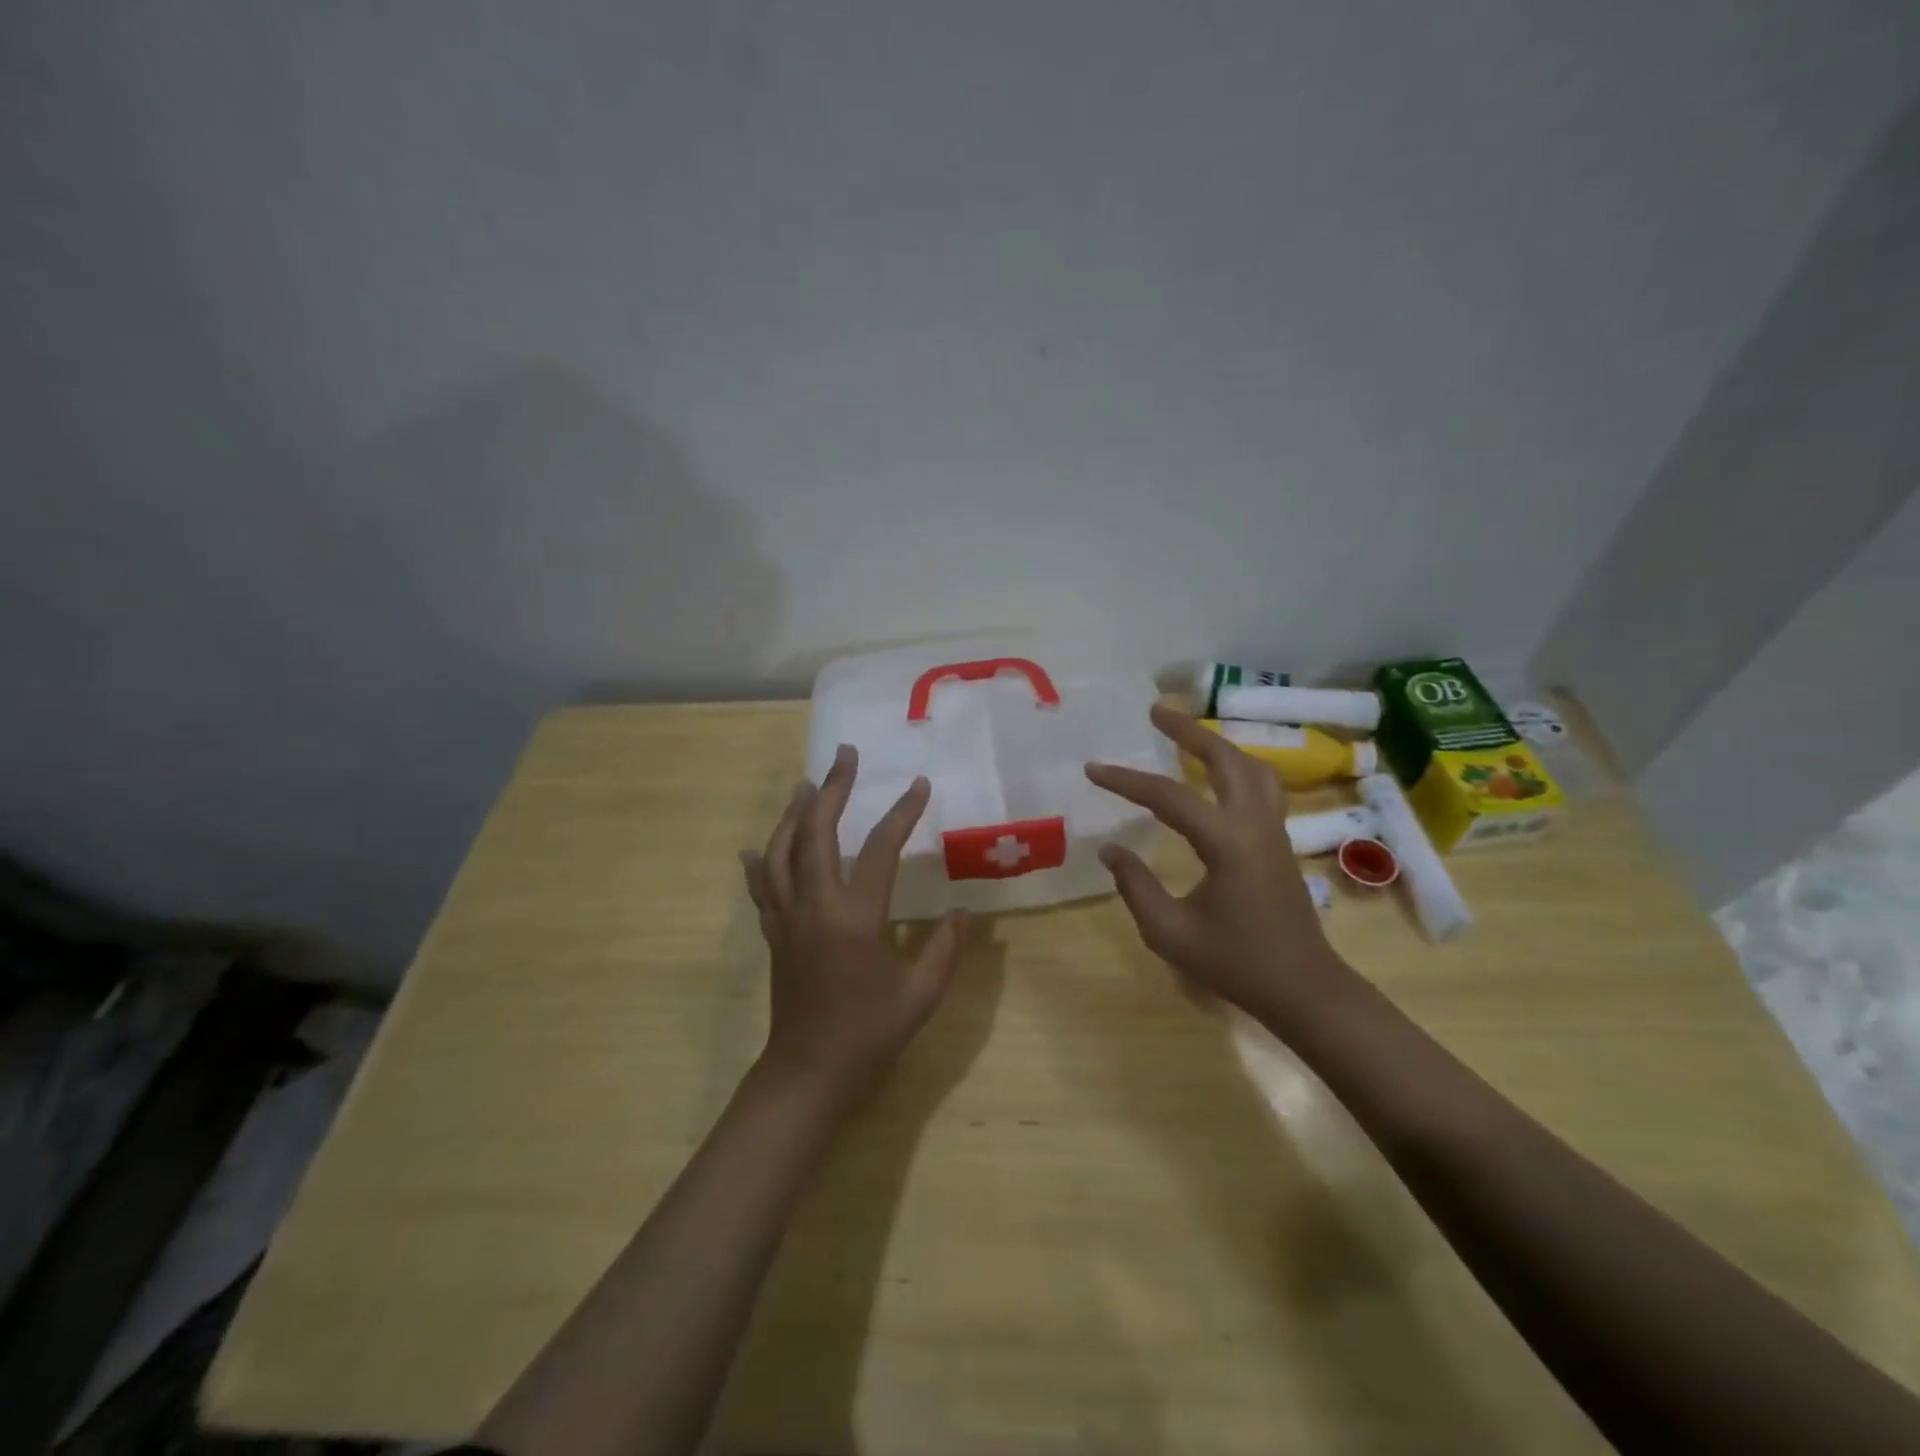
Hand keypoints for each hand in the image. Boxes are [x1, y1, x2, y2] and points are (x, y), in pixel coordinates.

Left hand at [742, 744, 964, 1102]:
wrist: (810, 1071)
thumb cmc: (870, 1032)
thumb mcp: (922, 993)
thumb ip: (945, 948)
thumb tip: (964, 911)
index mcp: (855, 917)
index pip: (879, 850)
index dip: (902, 814)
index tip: (919, 785)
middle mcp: (815, 906)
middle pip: (816, 833)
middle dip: (832, 789)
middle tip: (844, 756)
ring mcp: (788, 918)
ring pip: (781, 851)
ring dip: (794, 814)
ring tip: (806, 785)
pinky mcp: (774, 933)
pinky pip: (762, 887)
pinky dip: (761, 862)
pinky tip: (756, 848)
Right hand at [1085, 703, 1355, 1022]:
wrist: (1302, 988)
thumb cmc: (1235, 963)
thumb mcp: (1169, 932)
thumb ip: (1135, 885)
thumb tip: (1110, 848)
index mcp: (1227, 843)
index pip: (1169, 797)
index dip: (1127, 781)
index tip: (1093, 769)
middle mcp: (1255, 825)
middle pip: (1225, 758)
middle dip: (1189, 730)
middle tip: (1156, 711)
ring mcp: (1273, 830)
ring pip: (1252, 767)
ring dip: (1218, 744)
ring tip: (1188, 734)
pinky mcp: (1279, 842)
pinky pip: (1261, 786)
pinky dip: (1236, 766)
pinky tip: (1217, 774)